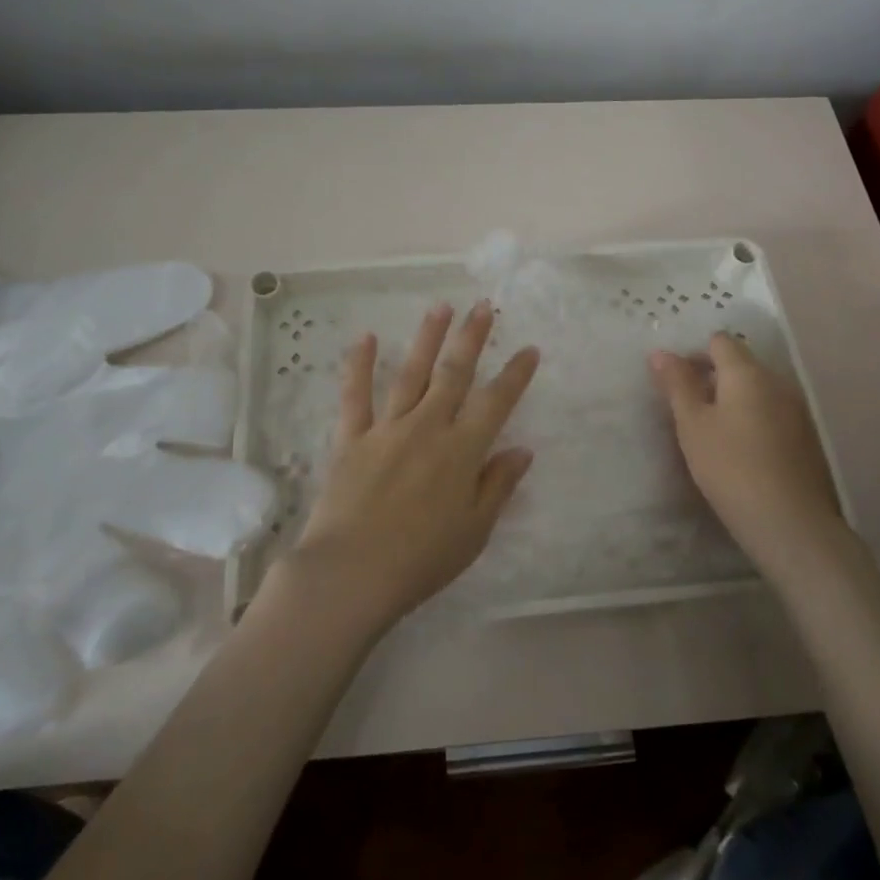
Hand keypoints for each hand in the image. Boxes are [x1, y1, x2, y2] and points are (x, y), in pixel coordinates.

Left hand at [283, 300, 539, 632]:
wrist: (352, 573)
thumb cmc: (421, 560)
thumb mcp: (474, 531)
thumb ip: (498, 485)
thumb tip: (522, 449)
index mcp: (461, 451)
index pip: (496, 402)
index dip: (515, 374)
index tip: (528, 349)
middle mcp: (427, 427)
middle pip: (454, 373)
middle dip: (471, 338)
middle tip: (483, 307)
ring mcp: (387, 428)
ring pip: (411, 372)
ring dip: (428, 337)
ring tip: (440, 306)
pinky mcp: (351, 437)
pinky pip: (356, 394)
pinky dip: (359, 364)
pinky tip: (366, 337)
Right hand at [649, 334, 842, 577]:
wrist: (789, 522)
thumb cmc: (730, 466)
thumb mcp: (692, 424)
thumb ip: (677, 384)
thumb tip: (660, 353)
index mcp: (747, 372)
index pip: (719, 341)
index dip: (694, 354)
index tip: (675, 382)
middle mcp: (777, 381)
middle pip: (740, 363)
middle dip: (711, 377)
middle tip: (687, 409)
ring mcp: (796, 409)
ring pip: (756, 389)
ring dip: (732, 399)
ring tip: (710, 431)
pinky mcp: (806, 437)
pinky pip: (771, 412)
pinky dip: (751, 419)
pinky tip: (739, 450)